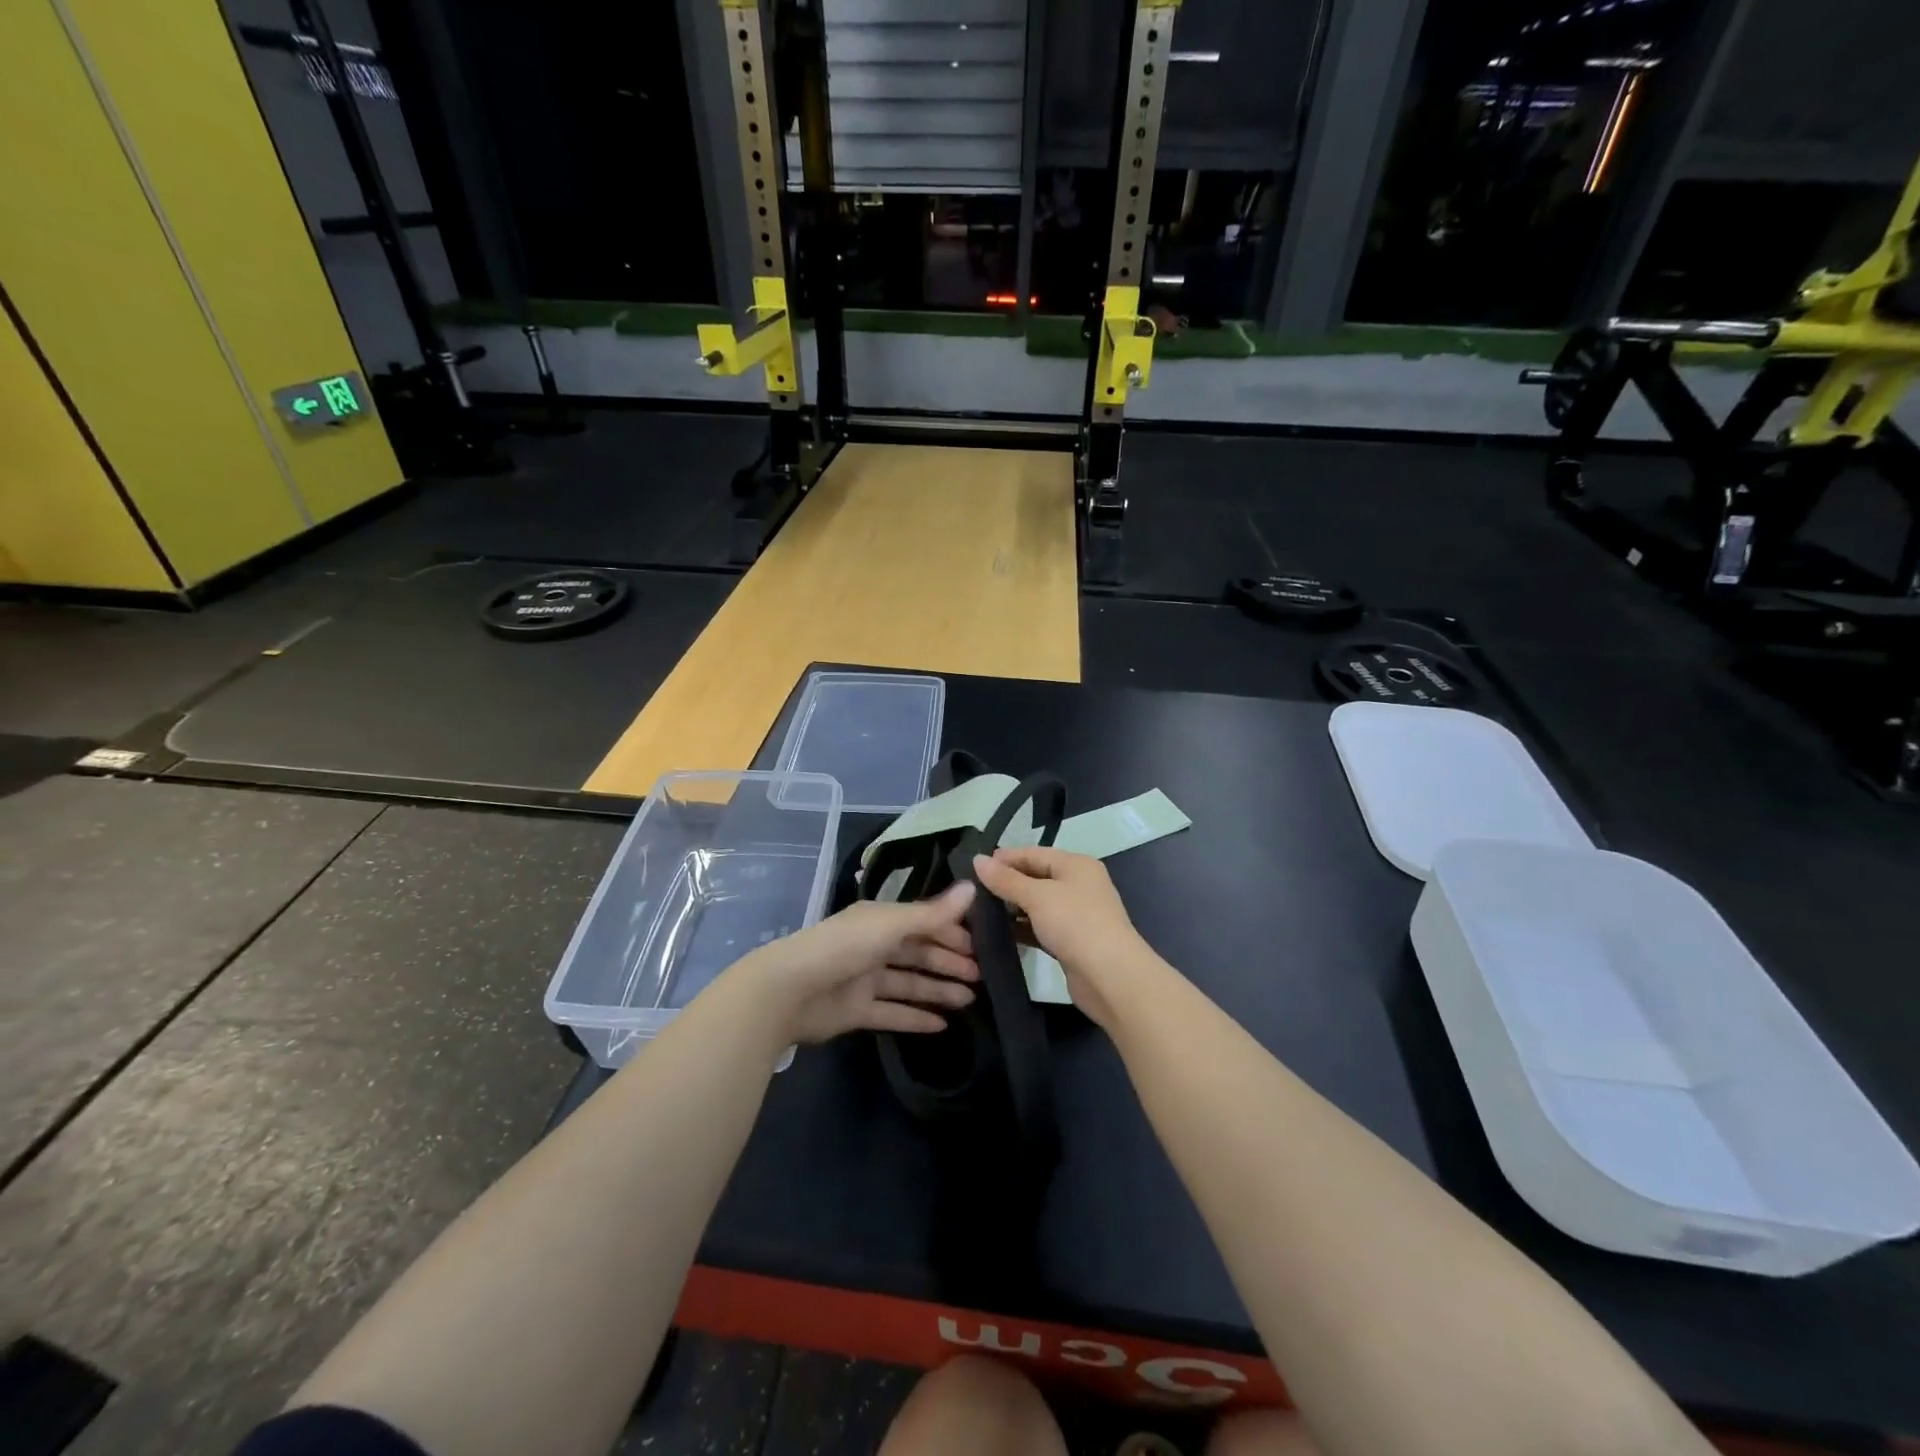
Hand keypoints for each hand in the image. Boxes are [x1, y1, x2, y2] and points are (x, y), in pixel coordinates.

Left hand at [734, 882, 979, 1044]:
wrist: (789, 990)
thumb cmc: (843, 947)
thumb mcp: (891, 925)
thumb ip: (933, 913)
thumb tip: (973, 887)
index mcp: (880, 920)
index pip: (924, 922)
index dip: (952, 932)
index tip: (981, 946)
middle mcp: (874, 946)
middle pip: (918, 952)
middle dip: (949, 962)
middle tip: (981, 977)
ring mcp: (865, 979)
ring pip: (909, 983)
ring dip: (938, 990)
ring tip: (970, 1001)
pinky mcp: (857, 1010)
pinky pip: (893, 1013)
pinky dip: (916, 1017)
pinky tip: (942, 1025)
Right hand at [972, 848, 1158, 1030]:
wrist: (1111, 977)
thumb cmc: (1076, 924)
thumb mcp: (1037, 897)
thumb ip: (1006, 880)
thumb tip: (977, 860)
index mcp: (1076, 865)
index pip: (1034, 853)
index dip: (1005, 858)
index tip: (974, 866)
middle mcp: (1079, 885)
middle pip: (1036, 877)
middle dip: (1007, 883)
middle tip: (973, 891)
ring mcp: (1077, 914)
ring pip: (1038, 904)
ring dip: (1013, 908)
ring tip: (979, 912)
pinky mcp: (1072, 941)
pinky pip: (1041, 927)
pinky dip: (1023, 928)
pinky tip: (1000, 934)